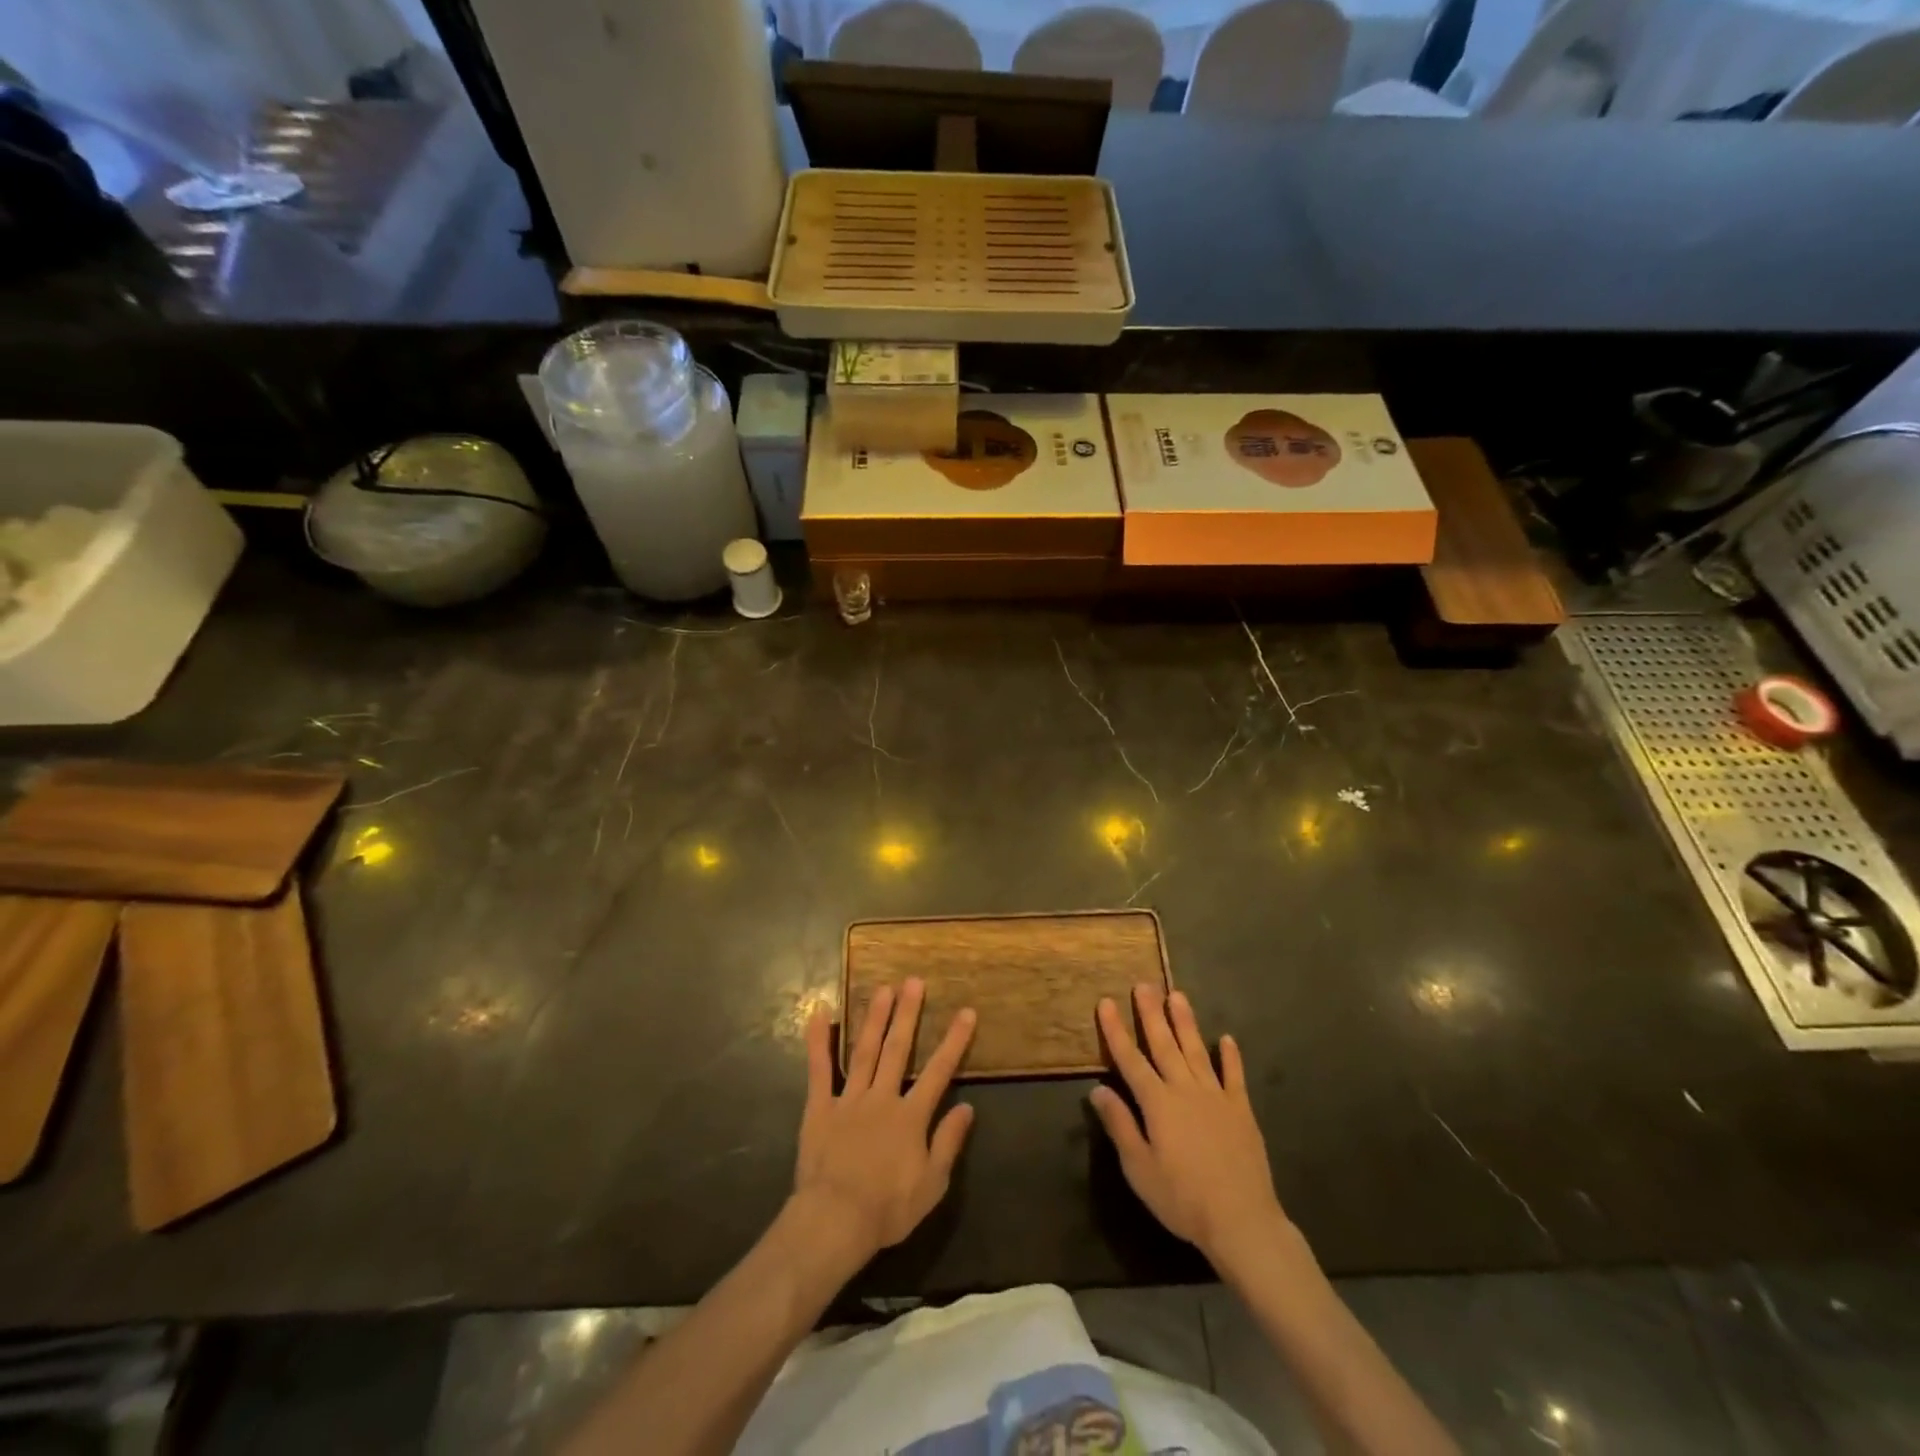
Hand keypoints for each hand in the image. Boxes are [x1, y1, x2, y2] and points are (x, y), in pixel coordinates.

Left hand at [792, 979, 975, 1269]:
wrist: (836, 1221)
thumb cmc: (888, 1208)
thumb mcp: (932, 1184)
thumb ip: (949, 1142)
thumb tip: (967, 1107)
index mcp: (911, 1116)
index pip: (939, 1071)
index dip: (954, 1040)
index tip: (966, 1011)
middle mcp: (882, 1097)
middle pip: (898, 1049)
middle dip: (908, 1014)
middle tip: (914, 981)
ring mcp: (849, 1099)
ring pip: (864, 1050)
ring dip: (875, 1018)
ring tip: (883, 989)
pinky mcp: (820, 1107)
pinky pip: (819, 1069)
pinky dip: (818, 1040)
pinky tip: (820, 1012)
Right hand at [1091, 986, 1288, 1272]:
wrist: (1242, 1220)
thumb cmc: (1182, 1198)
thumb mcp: (1139, 1168)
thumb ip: (1119, 1125)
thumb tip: (1097, 1089)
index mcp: (1157, 1103)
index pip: (1130, 1059)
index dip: (1115, 1031)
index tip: (1105, 1002)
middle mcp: (1185, 1089)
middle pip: (1164, 1044)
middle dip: (1151, 1013)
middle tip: (1143, 984)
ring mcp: (1216, 1097)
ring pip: (1196, 1051)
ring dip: (1185, 1022)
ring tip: (1177, 995)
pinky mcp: (1241, 1110)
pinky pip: (1234, 1076)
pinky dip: (1230, 1056)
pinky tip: (1227, 1039)